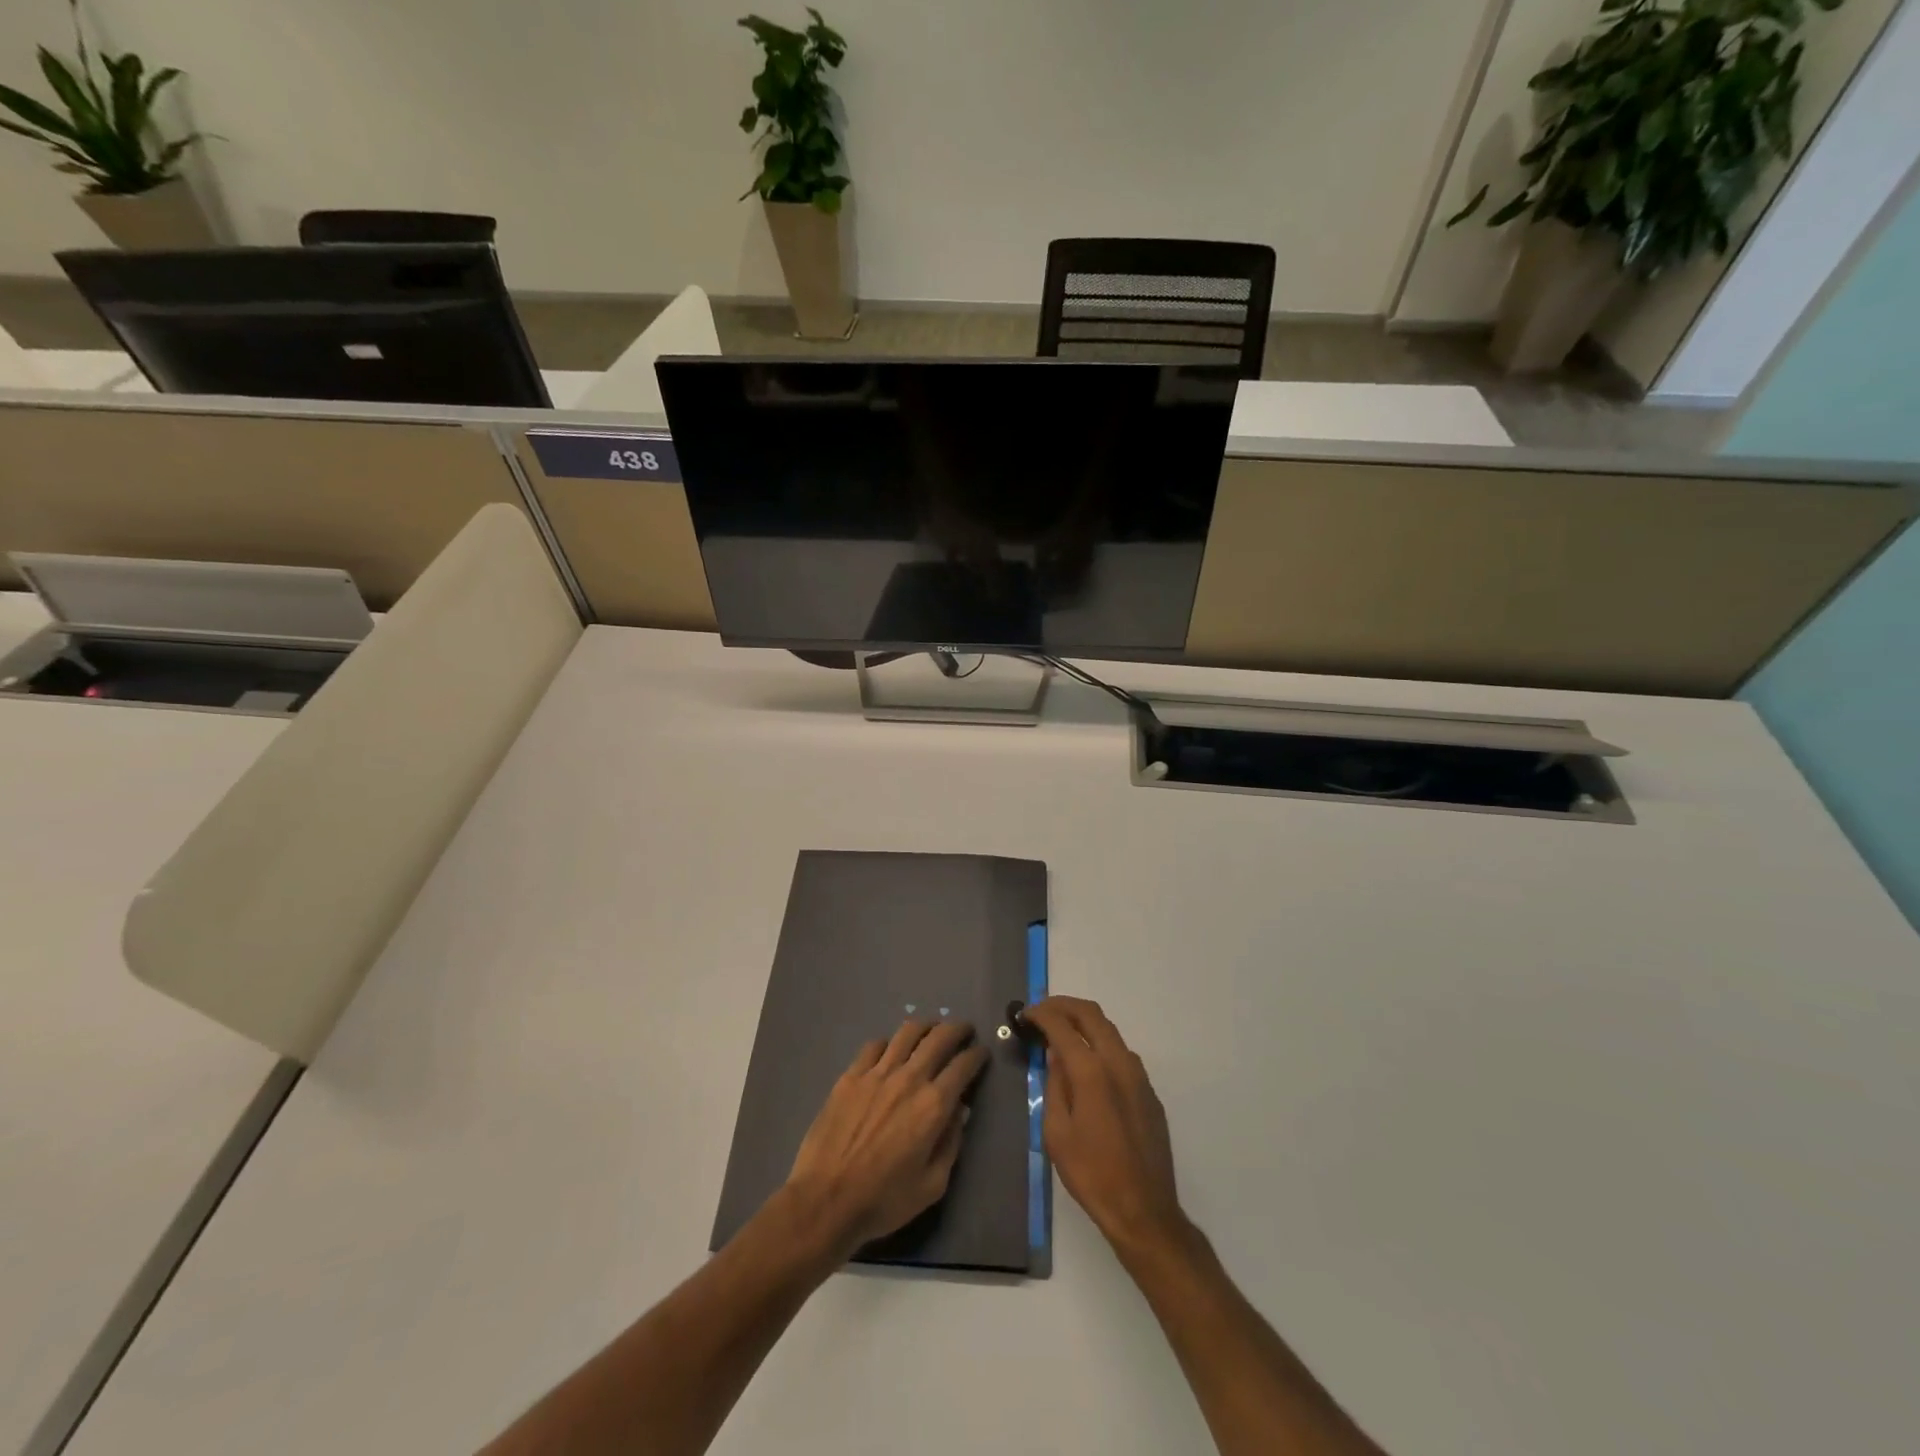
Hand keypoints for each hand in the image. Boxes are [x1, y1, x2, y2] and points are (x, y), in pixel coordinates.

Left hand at [784, 1020, 987, 1260]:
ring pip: (907, 1033)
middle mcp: (909, 1079)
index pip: (963, 1066)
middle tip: (964, 1030)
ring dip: (925, 1027)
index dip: (976, 1055)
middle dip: (957, 1029)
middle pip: (939, 1038)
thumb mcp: (932, 1185)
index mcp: (933, 1105)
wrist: (826, 1199)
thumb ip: (951, 1144)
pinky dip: (889, 1043)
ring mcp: (877, 1073)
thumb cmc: (884, 1200)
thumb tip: (960, 1112)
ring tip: (931, 1030)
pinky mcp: (851, 1075)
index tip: (981, 1053)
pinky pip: (875, 1045)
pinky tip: (890, 1051)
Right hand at [1023, 996, 1189, 1260]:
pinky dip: (1100, 1044)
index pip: (1062, 1025)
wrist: (1144, 1210)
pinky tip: (1087, 1064)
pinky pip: (1121, 1053)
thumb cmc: (1091, 1174)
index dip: (1040, 1014)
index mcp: (1092, 1071)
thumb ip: (1054, 1085)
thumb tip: (1056, 1055)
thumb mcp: (1057, 1132)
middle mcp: (1119, 1062)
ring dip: (1084, 1023)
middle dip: (1063, 1006)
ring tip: (1061, 1034)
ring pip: (1109, 1030)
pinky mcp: (1149, 1091)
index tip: (1024, 1015)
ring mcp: (1139, 1075)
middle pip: (1091, 1014)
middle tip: (1041, 1011)